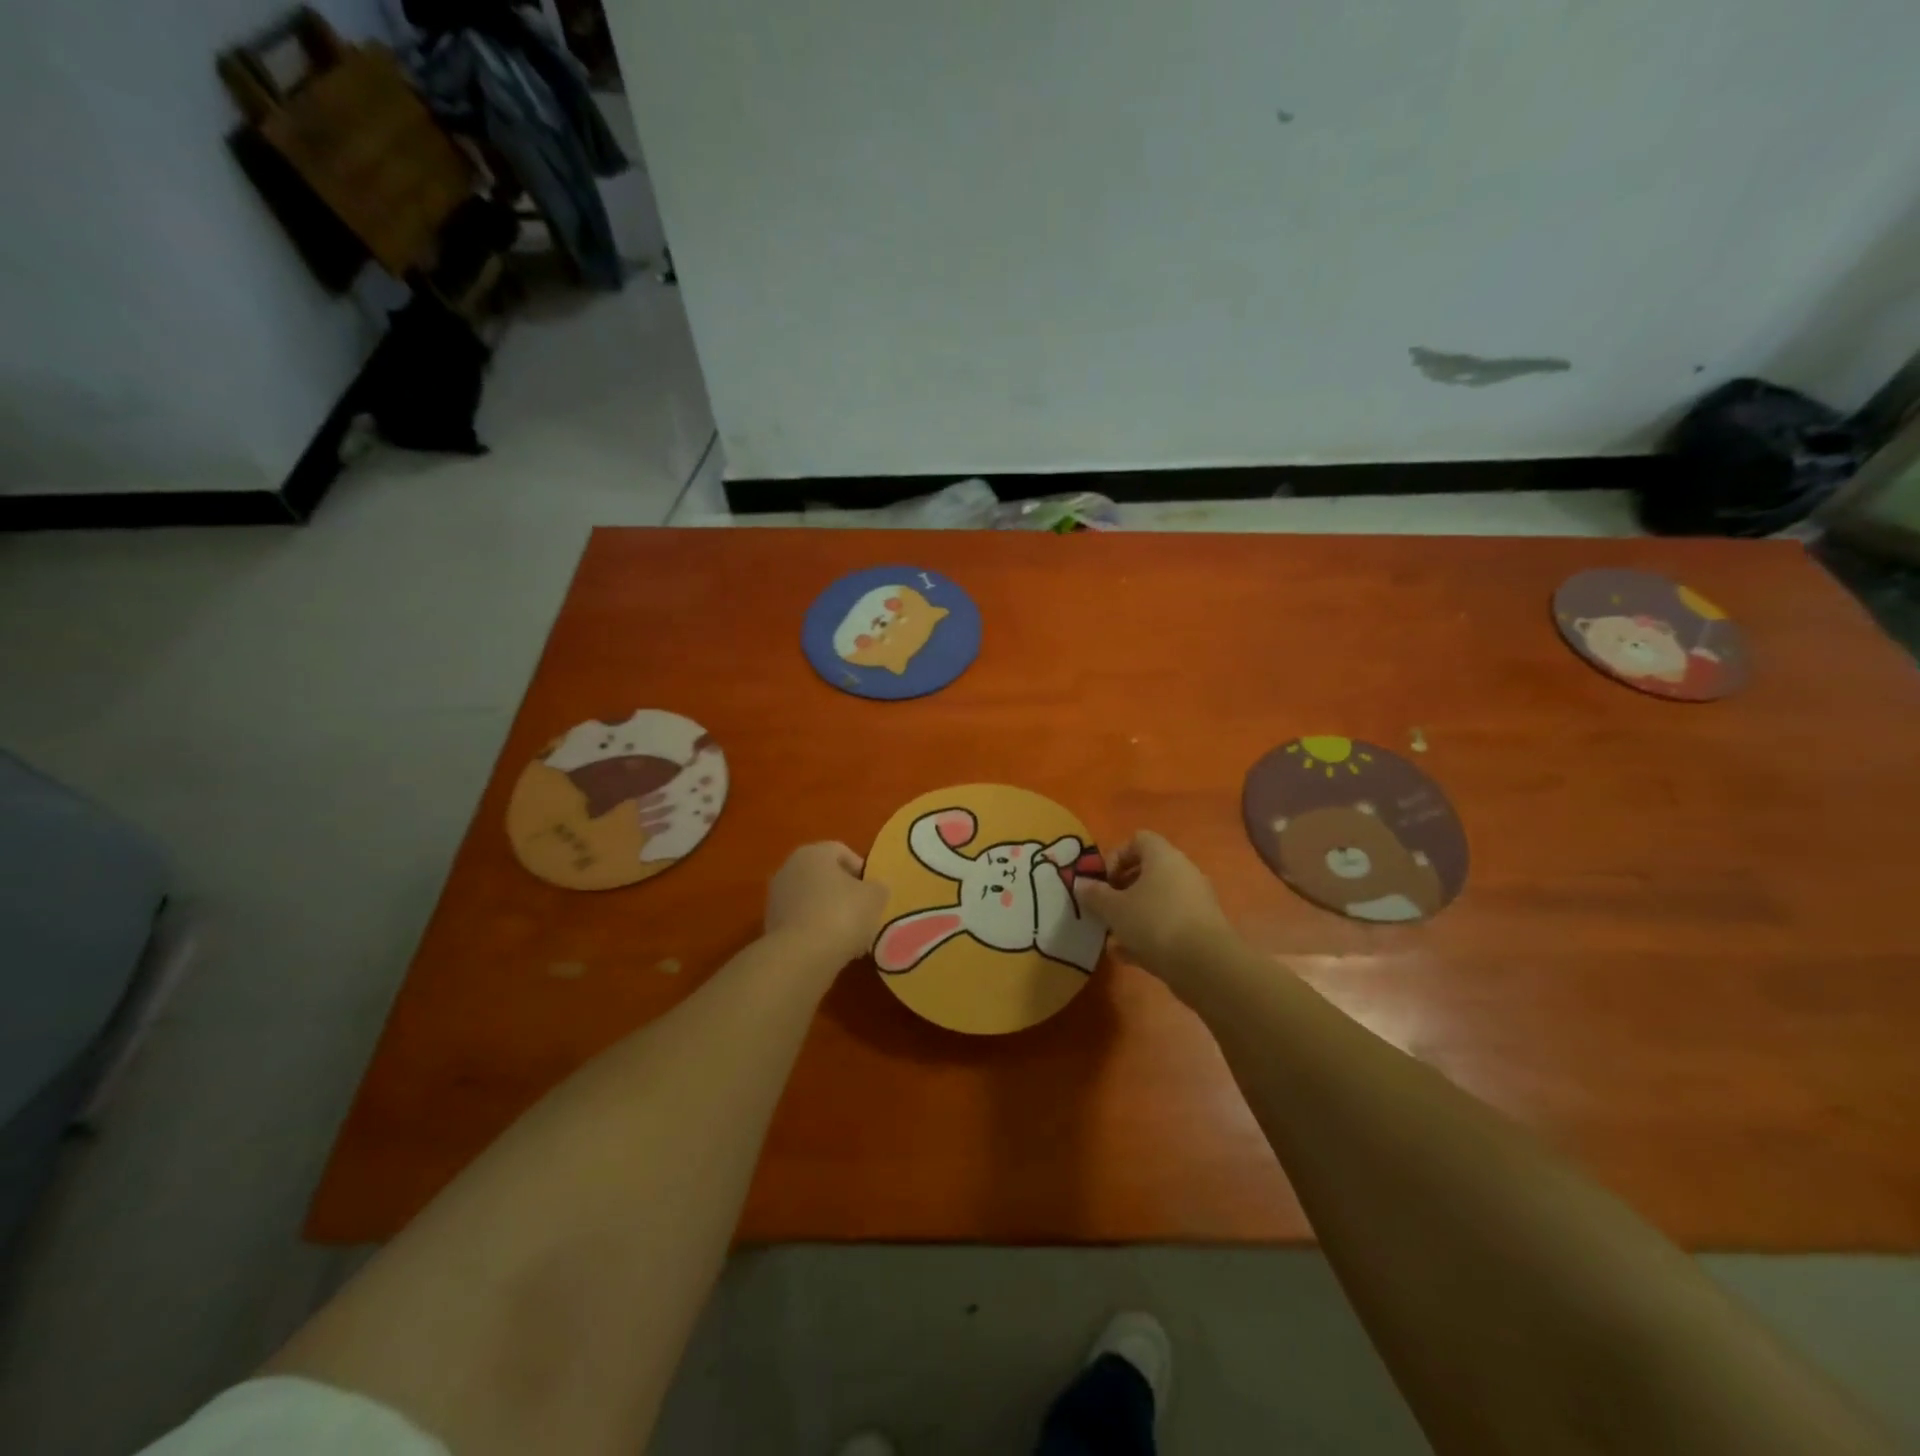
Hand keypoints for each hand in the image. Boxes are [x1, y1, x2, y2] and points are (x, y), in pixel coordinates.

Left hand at [765, 842, 890, 968]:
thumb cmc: (842, 914)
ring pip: (813, 901)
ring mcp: (776, 898)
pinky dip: (816, 931)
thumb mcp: (875, 896)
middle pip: (825, 877)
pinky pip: (802, 922)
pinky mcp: (771, 926)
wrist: (801, 956)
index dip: (862, 870)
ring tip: (851, 937)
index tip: (874, 892)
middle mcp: (789, 868)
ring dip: (831, 913)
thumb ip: (877, 887)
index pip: (842, 852)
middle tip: (864, 914)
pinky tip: (832, 949)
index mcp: (813, 853)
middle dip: (845, 894)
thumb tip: (873, 890)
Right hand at [1075, 831, 1234, 992]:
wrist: (1205, 965)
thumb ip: (1094, 894)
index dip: (1116, 856)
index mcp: (1163, 856)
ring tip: (1113, 936)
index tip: (1102, 881)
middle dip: (1122, 890)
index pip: (1138, 840)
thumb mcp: (1114, 909)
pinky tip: (1129, 956)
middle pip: (1148, 871)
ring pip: (1157, 900)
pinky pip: (1169, 923)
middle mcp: (1183, 872)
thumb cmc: (1154, 923)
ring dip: (1134, 915)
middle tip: (1105, 908)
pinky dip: (1149, 934)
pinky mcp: (1202, 928)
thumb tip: (1080, 883)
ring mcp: (1196, 901)